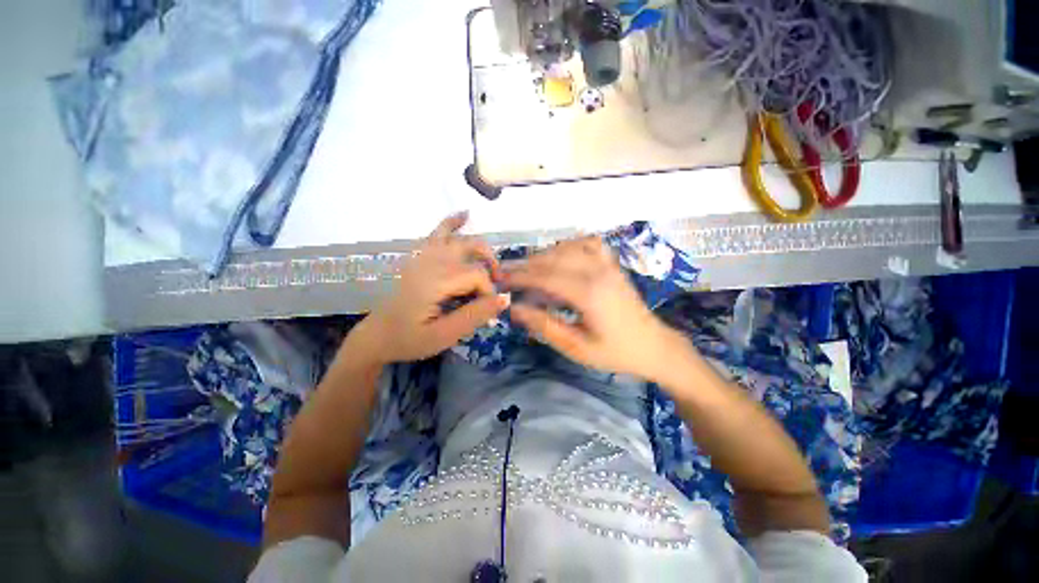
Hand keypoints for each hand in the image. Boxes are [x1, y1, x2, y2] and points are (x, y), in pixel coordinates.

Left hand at [357, 213, 509, 363]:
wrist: (378, 335)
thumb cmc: (410, 339)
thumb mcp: (445, 335)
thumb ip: (475, 315)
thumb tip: (505, 298)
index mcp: (436, 281)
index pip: (477, 275)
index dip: (489, 292)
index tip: (487, 314)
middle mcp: (431, 262)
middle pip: (472, 250)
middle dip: (490, 267)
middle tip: (495, 289)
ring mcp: (423, 256)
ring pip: (459, 239)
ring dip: (479, 247)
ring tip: (492, 263)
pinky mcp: (419, 257)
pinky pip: (437, 233)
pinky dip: (452, 222)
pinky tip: (465, 215)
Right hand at [504, 236, 679, 379]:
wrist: (653, 345)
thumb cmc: (615, 352)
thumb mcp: (576, 347)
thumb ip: (544, 325)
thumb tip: (515, 309)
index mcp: (589, 293)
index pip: (545, 277)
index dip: (519, 277)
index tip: (499, 279)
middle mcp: (598, 271)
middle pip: (553, 259)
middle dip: (526, 265)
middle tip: (505, 274)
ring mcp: (608, 264)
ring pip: (567, 247)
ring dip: (543, 256)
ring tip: (527, 270)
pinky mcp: (612, 264)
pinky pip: (588, 243)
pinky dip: (569, 246)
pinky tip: (560, 256)